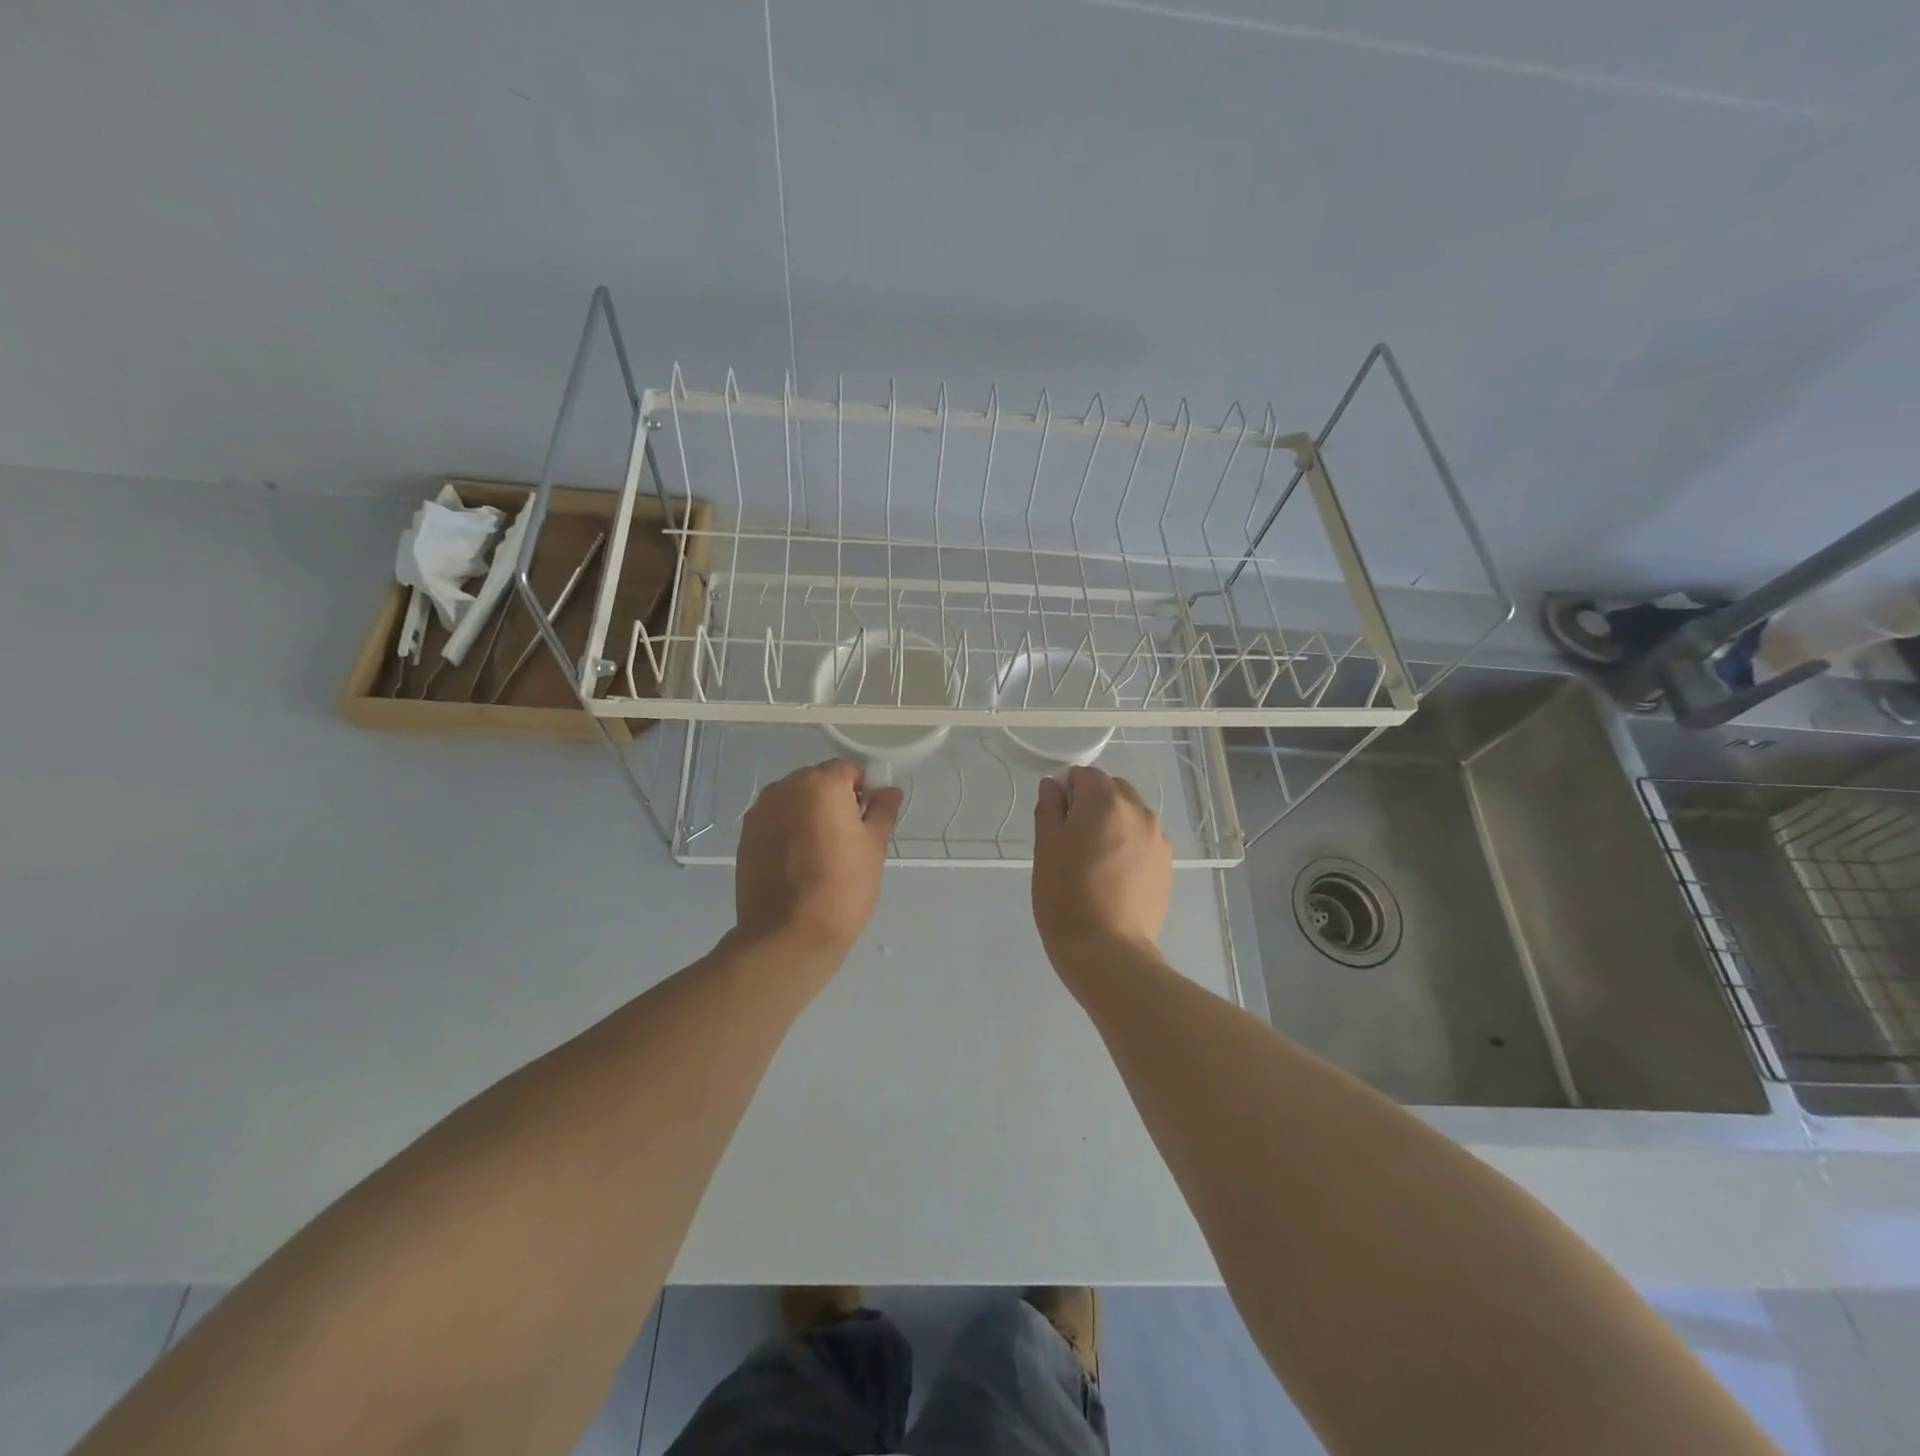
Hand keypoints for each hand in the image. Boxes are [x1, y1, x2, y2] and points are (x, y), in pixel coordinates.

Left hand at [735, 760, 902, 961]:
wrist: (788, 935)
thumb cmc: (842, 886)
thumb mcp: (873, 847)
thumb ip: (882, 811)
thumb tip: (889, 791)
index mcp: (820, 783)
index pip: (848, 770)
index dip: (863, 792)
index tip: (868, 821)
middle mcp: (784, 787)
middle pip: (817, 782)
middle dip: (833, 801)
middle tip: (847, 839)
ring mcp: (760, 812)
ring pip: (794, 802)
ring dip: (809, 815)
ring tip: (821, 854)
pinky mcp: (745, 837)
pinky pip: (775, 822)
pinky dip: (788, 832)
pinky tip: (798, 864)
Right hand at [1031, 766, 1171, 969]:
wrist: (1108, 951)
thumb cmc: (1066, 896)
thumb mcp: (1045, 849)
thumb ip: (1049, 809)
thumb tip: (1053, 786)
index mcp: (1106, 802)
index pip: (1086, 774)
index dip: (1067, 790)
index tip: (1056, 818)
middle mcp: (1139, 812)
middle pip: (1113, 790)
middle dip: (1093, 803)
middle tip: (1073, 839)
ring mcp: (1158, 839)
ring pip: (1131, 815)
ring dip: (1113, 823)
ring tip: (1095, 860)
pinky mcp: (1167, 864)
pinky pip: (1144, 840)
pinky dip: (1129, 845)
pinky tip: (1115, 876)